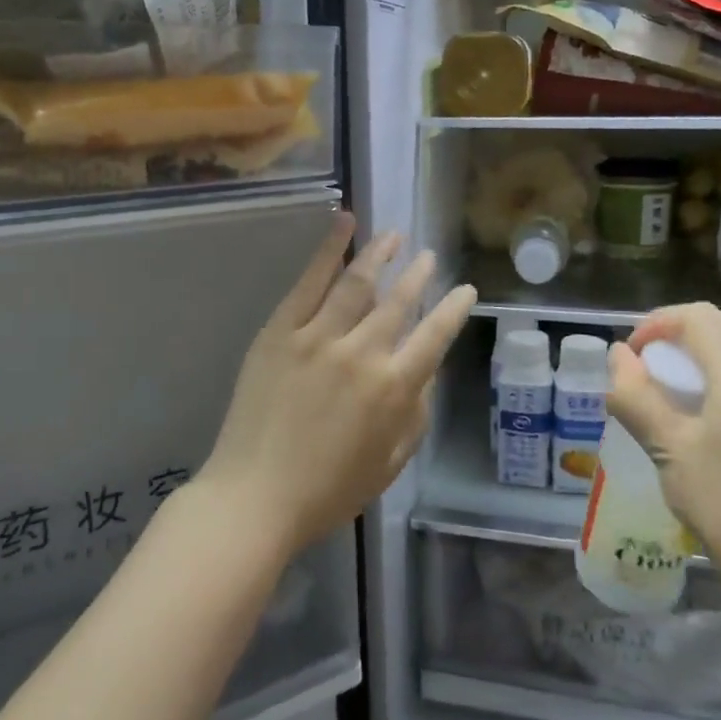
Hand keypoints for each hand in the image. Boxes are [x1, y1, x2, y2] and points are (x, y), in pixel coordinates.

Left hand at [200, 212, 477, 560]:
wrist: (255, 497)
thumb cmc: (327, 492)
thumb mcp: (390, 464)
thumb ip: (414, 415)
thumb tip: (424, 373)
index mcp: (393, 389)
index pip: (435, 336)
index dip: (454, 309)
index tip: (466, 290)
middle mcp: (361, 354)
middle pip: (399, 301)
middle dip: (419, 275)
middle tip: (428, 256)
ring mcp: (317, 337)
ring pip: (357, 282)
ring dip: (381, 254)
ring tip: (394, 236)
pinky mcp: (280, 331)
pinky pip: (308, 282)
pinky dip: (329, 248)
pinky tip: (344, 223)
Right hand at [606, 303, 720, 601]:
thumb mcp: (667, 448)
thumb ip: (637, 395)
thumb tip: (617, 356)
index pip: (700, 317)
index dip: (658, 323)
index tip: (633, 355)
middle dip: (685, 329)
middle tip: (655, 361)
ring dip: (711, 348)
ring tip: (679, 384)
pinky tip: (710, 410)